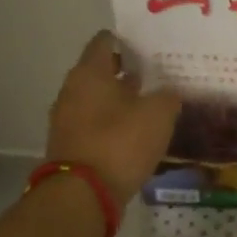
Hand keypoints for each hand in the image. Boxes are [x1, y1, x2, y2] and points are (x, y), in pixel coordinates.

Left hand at [45, 32, 181, 198]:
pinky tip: (137, 133)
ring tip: (152, 105)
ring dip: (121, 100)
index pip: (106, 41)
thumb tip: (169, 92)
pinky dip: (113, 124)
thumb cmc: (120, 143)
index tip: (151, 47)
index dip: (129, 41)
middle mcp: (72, 89)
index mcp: (90, 72)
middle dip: (128, 72)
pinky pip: (95, 124)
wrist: (83, 195)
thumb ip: (168, 96)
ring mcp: (67, 119)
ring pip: (98, 99)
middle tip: (159, 76)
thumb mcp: (159, 114)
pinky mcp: (70, 145)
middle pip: (101, 71)